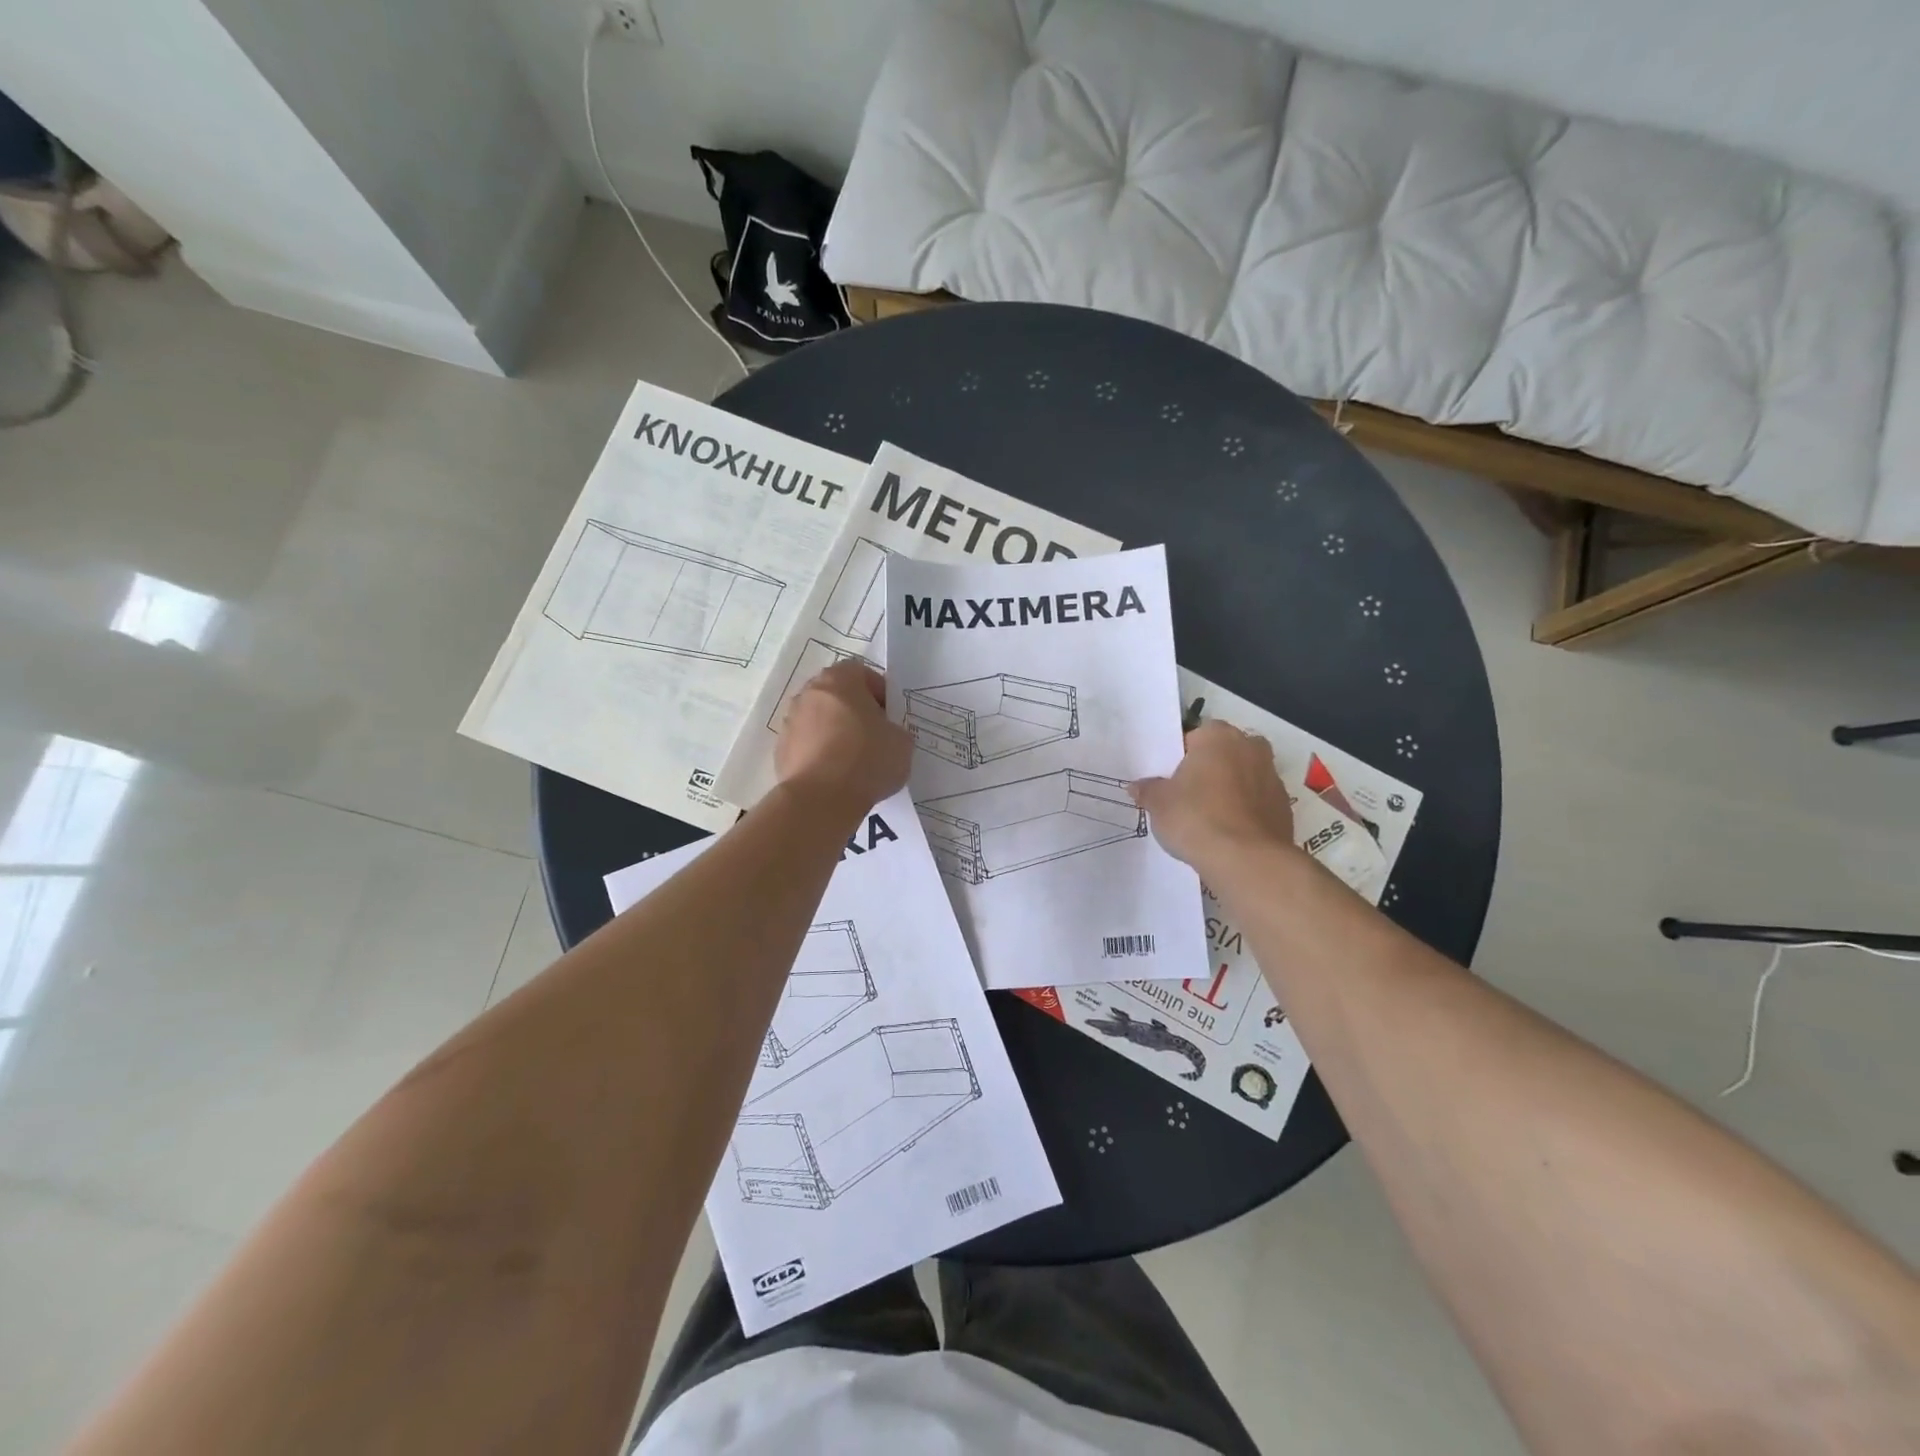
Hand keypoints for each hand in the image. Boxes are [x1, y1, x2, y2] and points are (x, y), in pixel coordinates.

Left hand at [774, 660, 911, 816]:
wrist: (821, 799)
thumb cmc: (866, 760)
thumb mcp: (902, 742)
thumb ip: (895, 729)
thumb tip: (885, 735)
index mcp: (840, 680)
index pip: (862, 672)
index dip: (879, 692)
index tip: (890, 716)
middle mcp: (810, 693)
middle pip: (837, 694)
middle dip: (855, 710)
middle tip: (874, 735)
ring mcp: (791, 721)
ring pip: (819, 719)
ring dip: (835, 731)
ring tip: (853, 759)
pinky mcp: (781, 749)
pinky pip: (807, 744)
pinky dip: (820, 753)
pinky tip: (835, 774)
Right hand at [1128, 720, 1295, 868]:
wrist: (1246, 860)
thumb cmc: (1196, 817)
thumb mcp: (1158, 803)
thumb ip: (1148, 790)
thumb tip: (1138, 787)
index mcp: (1218, 736)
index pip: (1195, 736)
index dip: (1181, 758)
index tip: (1170, 780)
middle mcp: (1250, 747)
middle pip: (1224, 753)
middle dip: (1210, 770)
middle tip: (1188, 796)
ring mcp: (1272, 777)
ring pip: (1244, 777)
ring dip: (1230, 790)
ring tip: (1208, 819)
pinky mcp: (1285, 807)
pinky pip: (1257, 803)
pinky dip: (1245, 812)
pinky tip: (1228, 834)